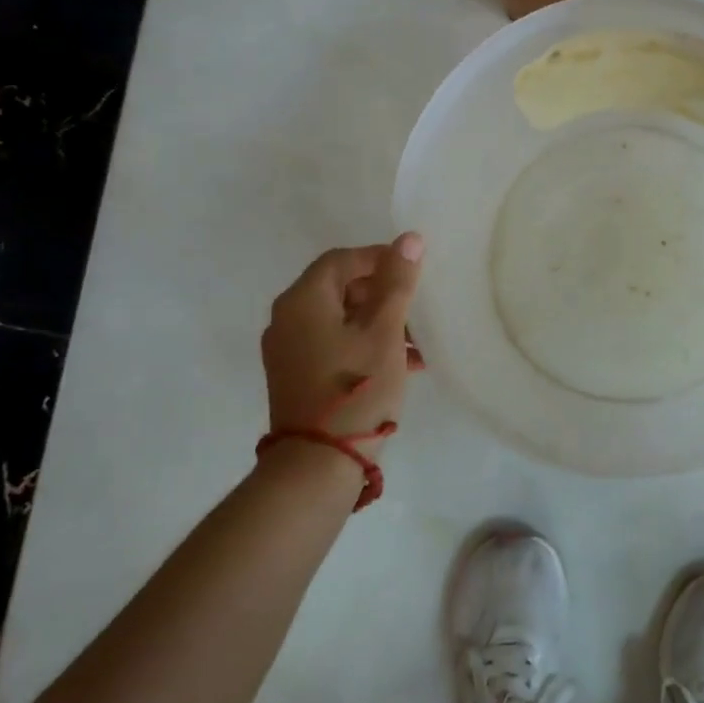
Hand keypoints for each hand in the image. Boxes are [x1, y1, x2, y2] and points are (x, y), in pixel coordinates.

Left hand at [262, 233, 424, 449]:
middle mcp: (286, 319)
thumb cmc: (356, 387)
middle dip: (383, 296)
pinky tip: (400, 365)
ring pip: (340, 319)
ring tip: (417, 345)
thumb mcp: (385, 331)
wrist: (317, 464)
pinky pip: (333, 345)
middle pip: (340, 288)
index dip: (380, 258)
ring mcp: (287, 350)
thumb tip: (409, 238)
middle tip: (417, 312)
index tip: (415, 272)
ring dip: (379, 323)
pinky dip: (364, 345)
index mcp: (302, 300)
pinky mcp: (295, 376)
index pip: (342, 259)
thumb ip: (397, 282)